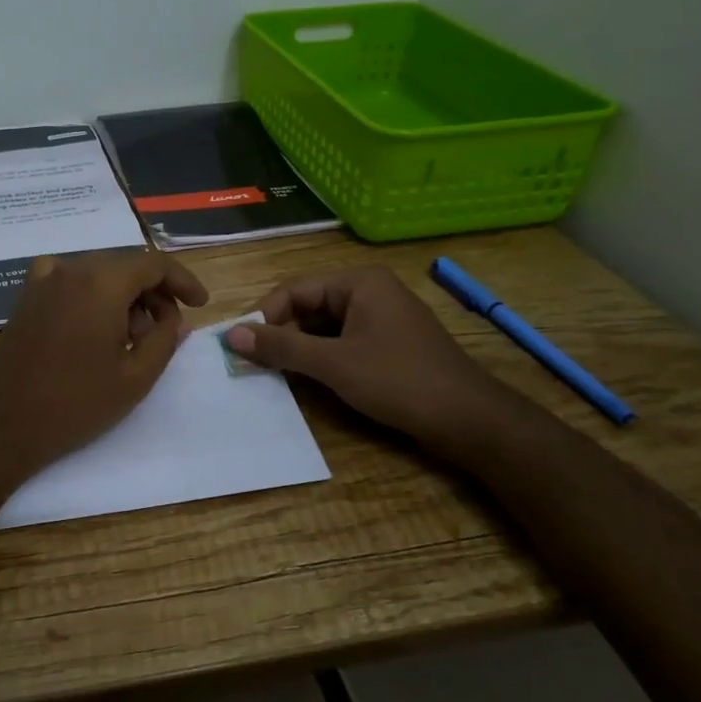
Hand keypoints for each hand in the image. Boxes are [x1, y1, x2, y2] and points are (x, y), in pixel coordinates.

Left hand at [0, 250, 210, 481]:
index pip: (153, 263)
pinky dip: (93, 296)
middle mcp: (71, 269)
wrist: (4, 424)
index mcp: (101, 282)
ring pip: (98, 273)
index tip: (200, 305)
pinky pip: (71, 282)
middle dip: (153, 292)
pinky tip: (96, 329)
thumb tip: (177, 318)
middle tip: (167, 330)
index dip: (182, 281)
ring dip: (124, 296)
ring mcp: (43, 281)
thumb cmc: (76, 404)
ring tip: (133, 339)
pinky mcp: (27, 298)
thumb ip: (166, 339)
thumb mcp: (136, 377)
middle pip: (125, 265)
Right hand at [223, 266, 503, 443]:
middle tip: (257, 365)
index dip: (265, 317)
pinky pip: (343, 341)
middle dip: (282, 334)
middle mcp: (370, 291)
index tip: (243, 348)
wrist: (470, 419)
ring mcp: (382, 317)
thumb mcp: (333, 364)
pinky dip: (323, 358)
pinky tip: (311, 380)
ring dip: (301, 348)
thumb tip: (230, 335)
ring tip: (278, 374)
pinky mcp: (390, 343)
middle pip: (308, 306)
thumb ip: (281, 348)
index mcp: (358, 282)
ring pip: (324, 327)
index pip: (294, 290)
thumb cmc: (398, 381)